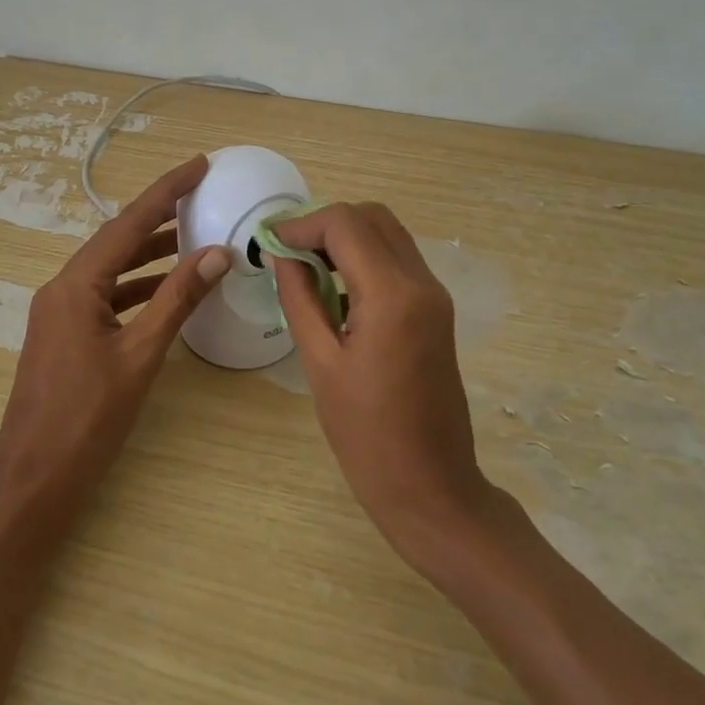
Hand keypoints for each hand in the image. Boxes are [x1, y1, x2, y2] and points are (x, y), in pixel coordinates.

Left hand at [0, 155, 230, 556]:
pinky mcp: (64, 336)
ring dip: (151, 254)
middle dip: (159, 217)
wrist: (34, 478)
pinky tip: (166, 291)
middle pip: (116, 240)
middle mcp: (62, 289)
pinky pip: (105, 296)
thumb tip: (217, 253)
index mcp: (75, 285)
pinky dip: (137, 288)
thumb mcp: (140, 355)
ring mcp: (59, 313)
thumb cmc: (87, 418)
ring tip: (194, 238)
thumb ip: (177, 300)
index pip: (128, 224)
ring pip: (111, 270)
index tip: (199, 164)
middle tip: (201, 195)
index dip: (165, 191)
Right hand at [269, 203, 493, 563]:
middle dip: (325, 225)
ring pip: (388, 235)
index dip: (301, 225)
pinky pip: (398, 263)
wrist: (430, 486)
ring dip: (346, 239)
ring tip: (304, 270)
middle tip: (287, 254)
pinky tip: (335, 291)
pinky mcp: (436, 311)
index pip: (345, 224)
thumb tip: (280, 255)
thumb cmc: (366, 435)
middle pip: (372, 217)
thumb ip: (299, 299)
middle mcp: (422, 282)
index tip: (268, 244)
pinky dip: (365, 259)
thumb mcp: (319, 364)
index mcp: (393, 295)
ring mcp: (435, 296)